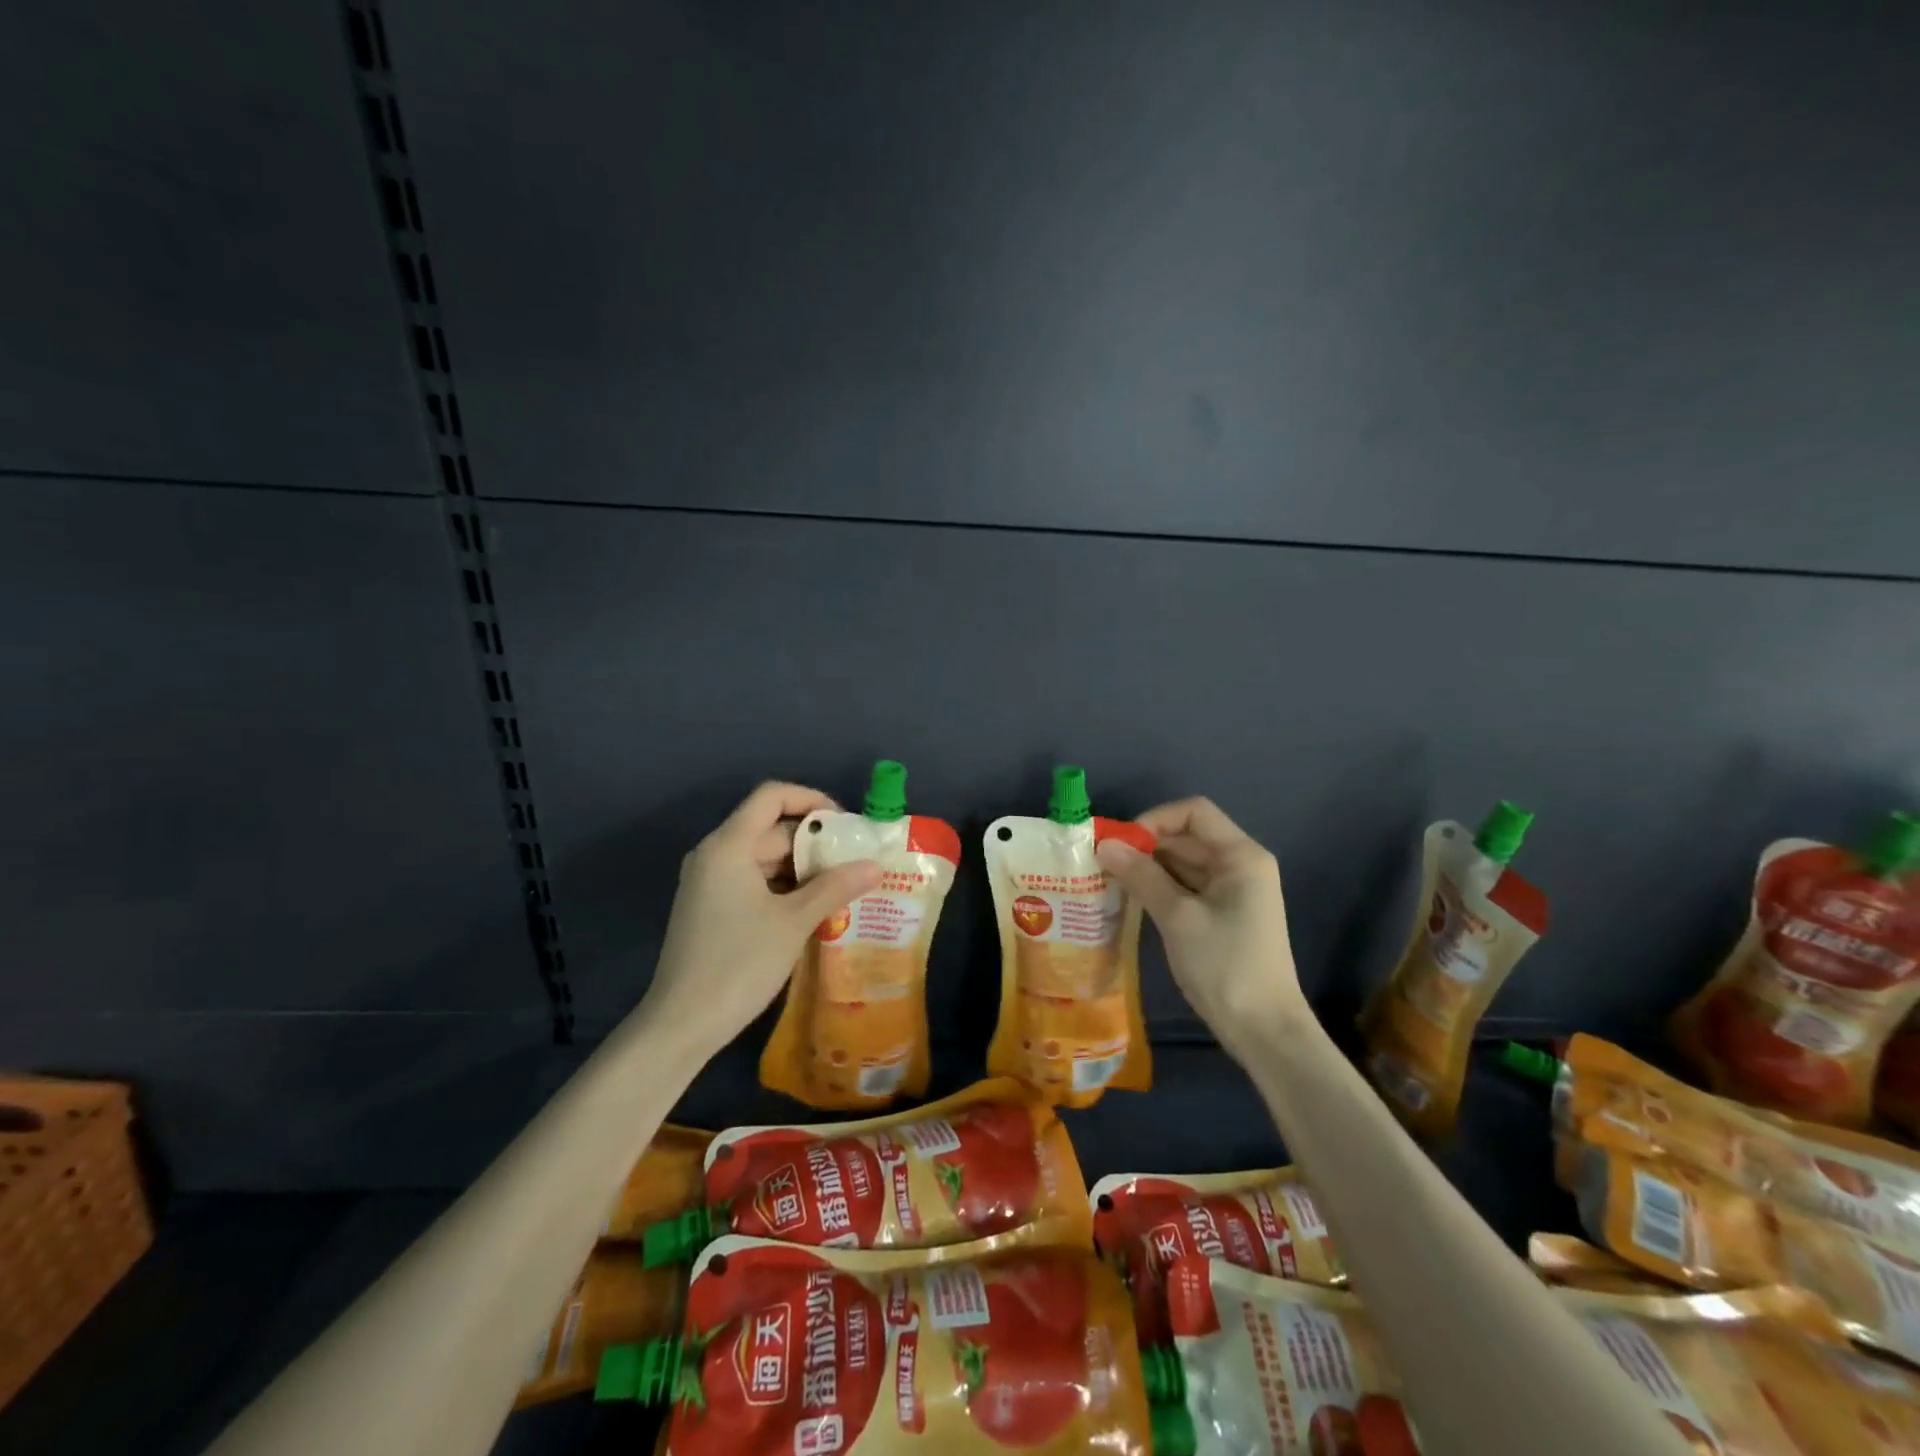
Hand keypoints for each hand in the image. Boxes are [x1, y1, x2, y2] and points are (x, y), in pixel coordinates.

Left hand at [643, 782, 881, 1054]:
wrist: (682, 1024)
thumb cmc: (739, 963)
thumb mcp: (794, 922)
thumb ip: (835, 886)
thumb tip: (875, 865)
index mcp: (728, 846)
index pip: (771, 796)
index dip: (811, 799)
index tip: (845, 824)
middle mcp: (714, 855)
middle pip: (770, 828)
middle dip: (814, 842)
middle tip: (855, 862)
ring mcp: (709, 882)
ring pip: (764, 858)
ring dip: (803, 868)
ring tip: (843, 887)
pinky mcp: (711, 907)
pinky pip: (753, 881)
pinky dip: (784, 887)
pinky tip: (814, 909)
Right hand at [1095, 797, 1305, 1059]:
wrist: (1264, 1031)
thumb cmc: (1225, 966)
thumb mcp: (1178, 917)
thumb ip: (1141, 876)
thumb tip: (1105, 844)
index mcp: (1240, 856)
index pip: (1193, 812)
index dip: (1154, 820)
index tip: (1122, 845)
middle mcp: (1239, 865)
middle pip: (1186, 837)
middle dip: (1145, 846)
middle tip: (1103, 865)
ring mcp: (1232, 891)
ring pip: (1183, 863)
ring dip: (1148, 868)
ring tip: (1110, 882)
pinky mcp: (1223, 914)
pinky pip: (1186, 887)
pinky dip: (1159, 889)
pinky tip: (1131, 901)